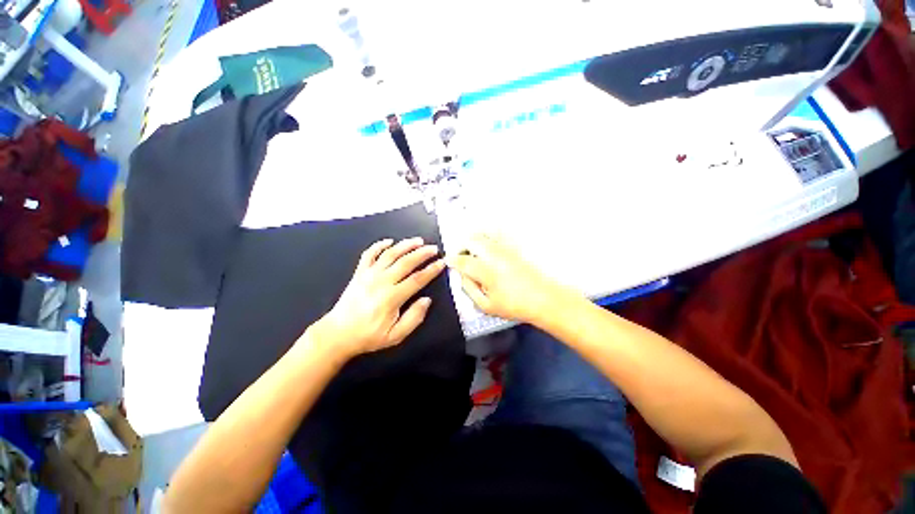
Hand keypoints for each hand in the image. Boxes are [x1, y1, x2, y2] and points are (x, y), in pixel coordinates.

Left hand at [307, 237, 445, 359]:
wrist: (338, 334)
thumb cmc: (369, 336)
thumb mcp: (395, 336)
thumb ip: (414, 318)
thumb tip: (427, 300)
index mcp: (392, 297)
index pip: (417, 279)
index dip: (431, 270)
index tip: (442, 263)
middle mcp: (381, 282)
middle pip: (406, 262)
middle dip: (422, 253)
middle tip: (434, 248)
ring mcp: (368, 275)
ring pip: (390, 254)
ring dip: (405, 245)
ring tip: (418, 240)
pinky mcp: (359, 273)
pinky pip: (369, 254)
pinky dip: (379, 245)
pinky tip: (389, 241)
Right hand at [447, 234, 575, 323]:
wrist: (544, 298)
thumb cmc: (515, 305)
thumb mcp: (486, 306)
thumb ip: (469, 289)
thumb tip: (462, 276)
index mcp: (485, 271)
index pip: (462, 260)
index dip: (452, 259)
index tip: (449, 260)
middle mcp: (494, 255)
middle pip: (471, 240)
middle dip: (462, 246)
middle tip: (462, 255)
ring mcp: (505, 249)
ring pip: (484, 235)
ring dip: (474, 240)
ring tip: (474, 250)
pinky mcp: (515, 246)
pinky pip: (499, 234)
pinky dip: (489, 235)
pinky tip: (489, 244)